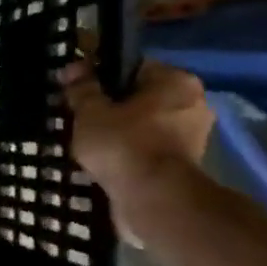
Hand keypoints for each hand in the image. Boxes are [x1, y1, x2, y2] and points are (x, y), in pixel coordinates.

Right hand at [62, 58, 212, 222]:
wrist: (153, 198)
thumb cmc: (123, 144)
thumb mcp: (91, 112)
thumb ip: (82, 89)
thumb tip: (73, 67)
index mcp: (177, 81)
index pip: (134, 68)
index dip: (102, 77)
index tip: (80, 92)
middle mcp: (193, 104)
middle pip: (142, 98)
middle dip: (114, 108)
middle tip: (83, 120)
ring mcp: (193, 137)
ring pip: (146, 126)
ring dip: (122, 133)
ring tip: (91, 145)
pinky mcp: (185, 166)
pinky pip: (149, 150)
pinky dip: (131, 154)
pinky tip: (107, 163)